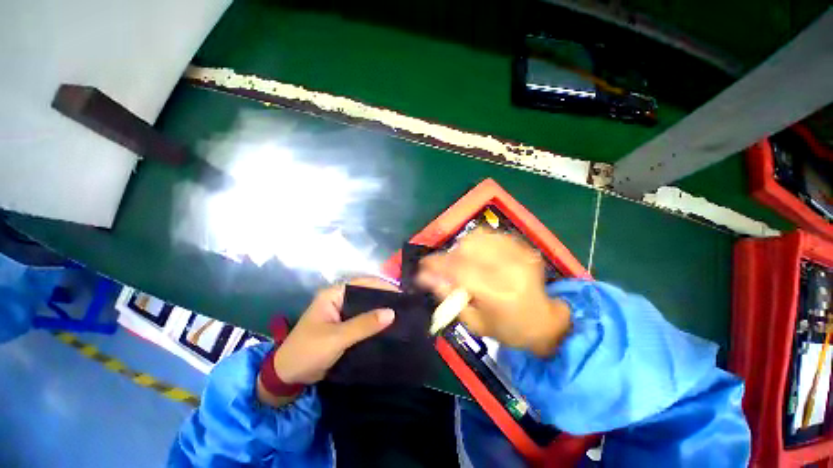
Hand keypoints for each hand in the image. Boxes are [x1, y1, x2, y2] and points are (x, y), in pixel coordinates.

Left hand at [257, 278, 396, 405]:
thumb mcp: (336, 338)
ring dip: (380, 311)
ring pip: (366, 307)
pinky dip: (375, 322)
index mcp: (334, 294)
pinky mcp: (344, 326)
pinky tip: (389, 326)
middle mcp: (339, 299)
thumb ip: (364, 325)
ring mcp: (342, 313)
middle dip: (384, 298)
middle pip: (366, 294)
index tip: (401, 294)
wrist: (287, 377)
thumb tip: (392, 312)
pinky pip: (363, 320)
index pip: (362, 283)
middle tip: (405, 304)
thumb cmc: (308, 351)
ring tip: (402, 313)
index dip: (382, 286)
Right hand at [417, 229, 569, 356]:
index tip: (423, 265)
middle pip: (468, 248)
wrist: (544, 320)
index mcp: (500, 294)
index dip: (437, 264)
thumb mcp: (475, 323)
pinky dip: (477, 242)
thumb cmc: (508, 329)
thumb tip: (427, 277)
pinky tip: (477, 255)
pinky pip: (491, 235)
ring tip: (461, 262)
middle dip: (449, 256)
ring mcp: (520, 254)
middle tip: (445, 268)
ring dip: (462, 247)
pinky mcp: (523, 246)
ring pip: (478, 236)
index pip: (460, 270)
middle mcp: (511, 269)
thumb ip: (450, 297)